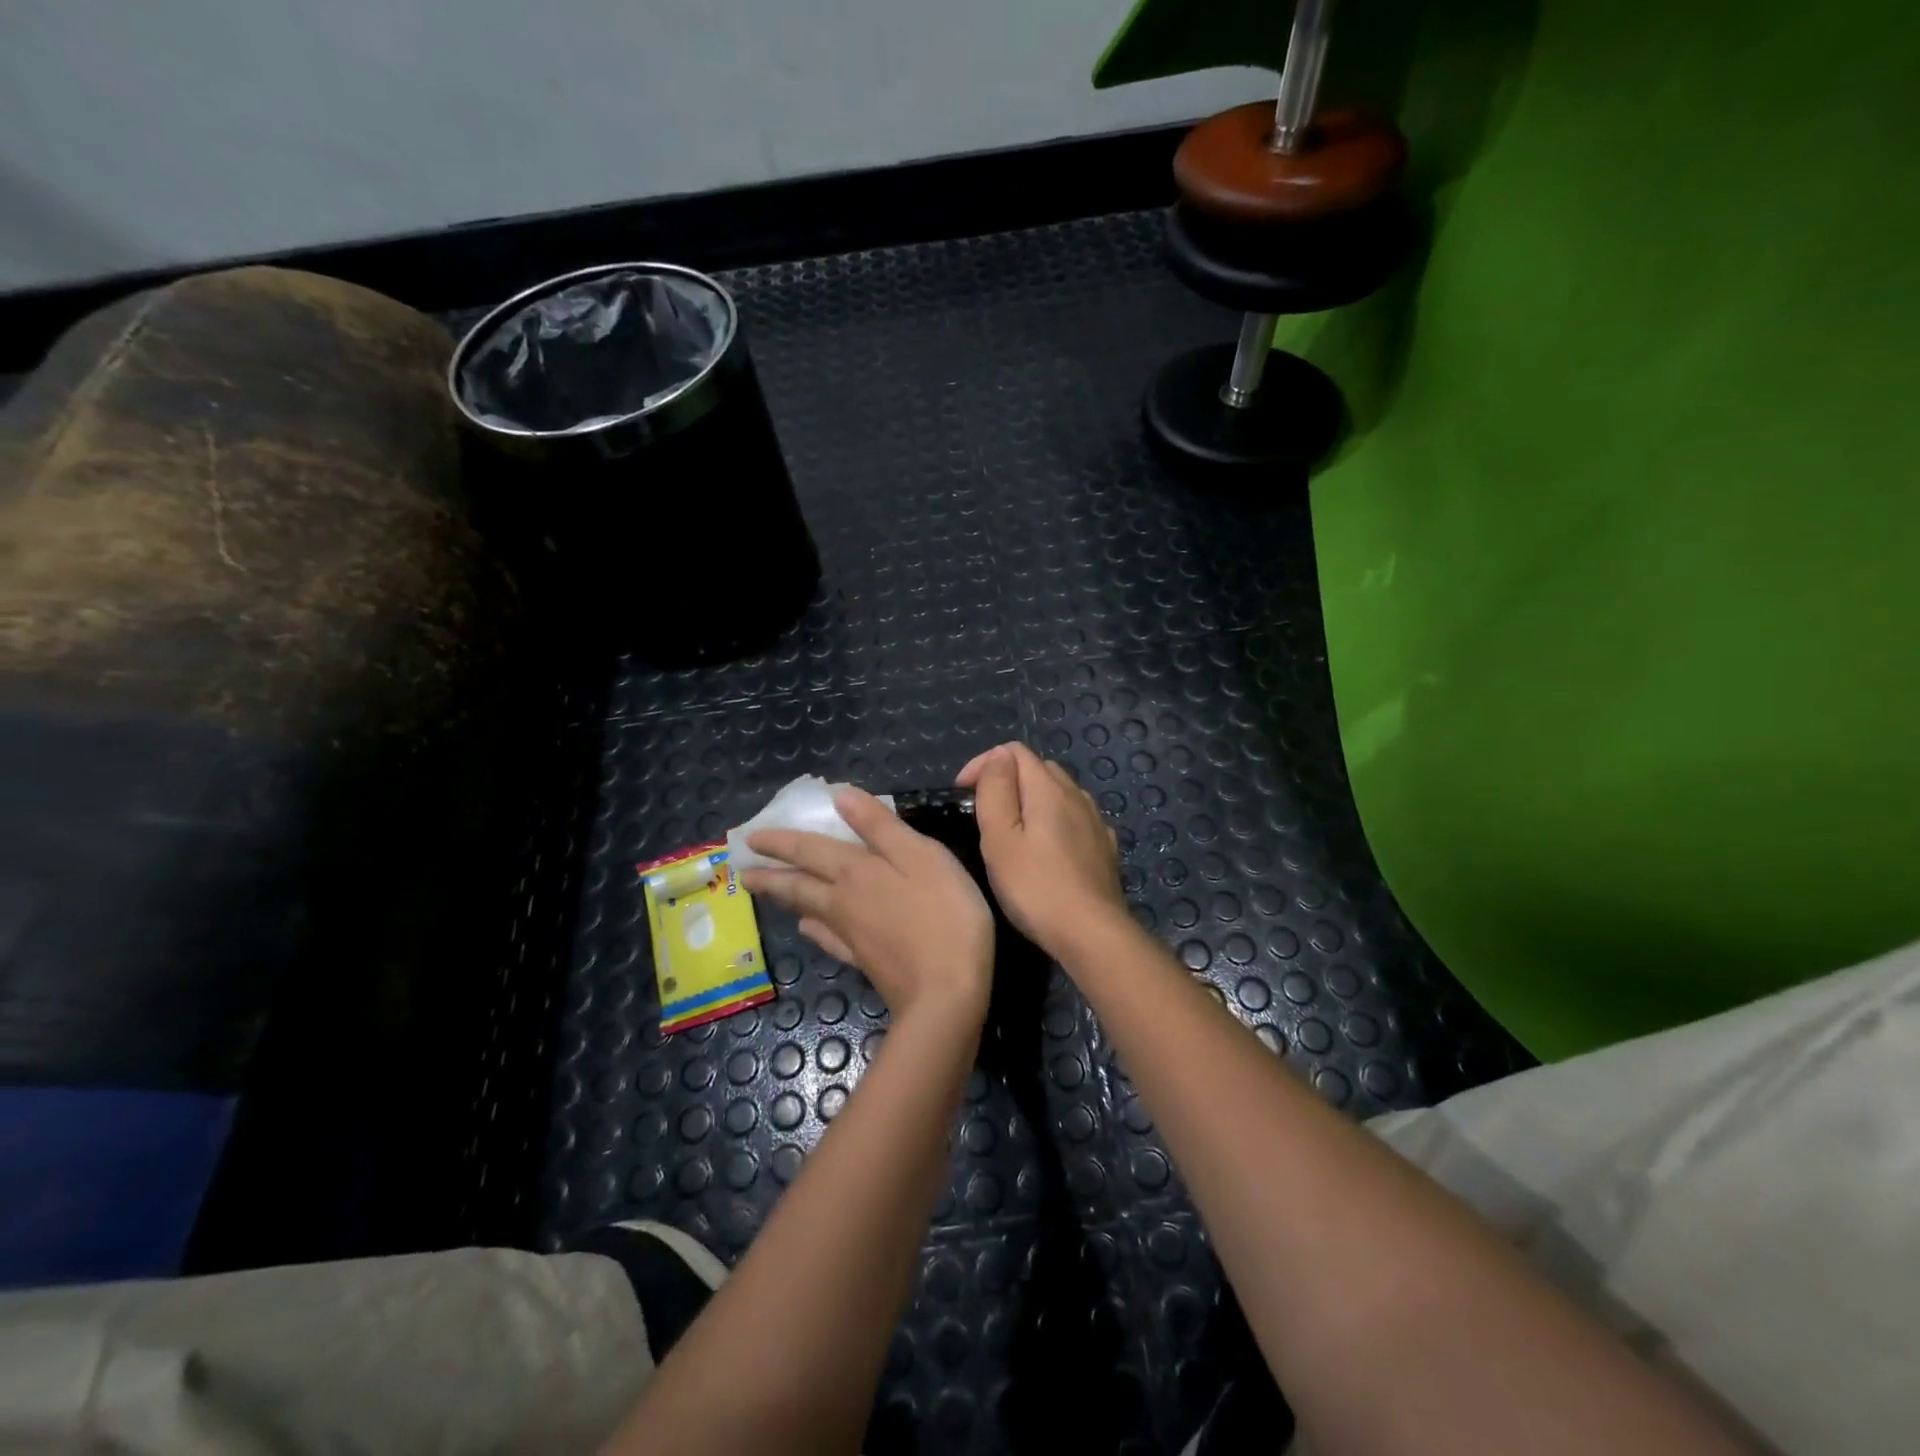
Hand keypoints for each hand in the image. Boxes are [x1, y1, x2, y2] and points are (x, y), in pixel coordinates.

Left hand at [741, 787, 993, 1022]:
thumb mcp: (921, 856)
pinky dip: (815, 931)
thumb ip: (880, 826)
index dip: (781, 841)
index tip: (751, 838)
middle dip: (771, 875)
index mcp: (855, 872)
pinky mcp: (865, 963)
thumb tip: (839, 796)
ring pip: (809, 910)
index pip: (808, 850)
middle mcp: (843, 902)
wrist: (946, 995)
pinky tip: (809, 929)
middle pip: (798, 885)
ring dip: (787, 898)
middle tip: (744, 872)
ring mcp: (852, 936)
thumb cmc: (943, 915)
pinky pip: (829, 940)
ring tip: (770, 893)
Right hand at [956, 742, 1128, 958]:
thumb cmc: (1035, 886)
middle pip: (1039, 768)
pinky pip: (1076, 819)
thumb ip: (996, 789)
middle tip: (983, 813)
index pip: (1014, 751)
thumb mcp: (1000, 837)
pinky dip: (1056, 821)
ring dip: (1033, 800)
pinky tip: (1048, 848)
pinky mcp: (1104, 847)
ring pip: (1060, 793)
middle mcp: (1077, 795)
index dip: (984, 764)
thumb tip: (998, 756)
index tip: (962, 793)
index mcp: (1048, 788)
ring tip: (1013, 831)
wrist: (1092, 933)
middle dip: (1008, 780)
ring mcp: (1095, 821)